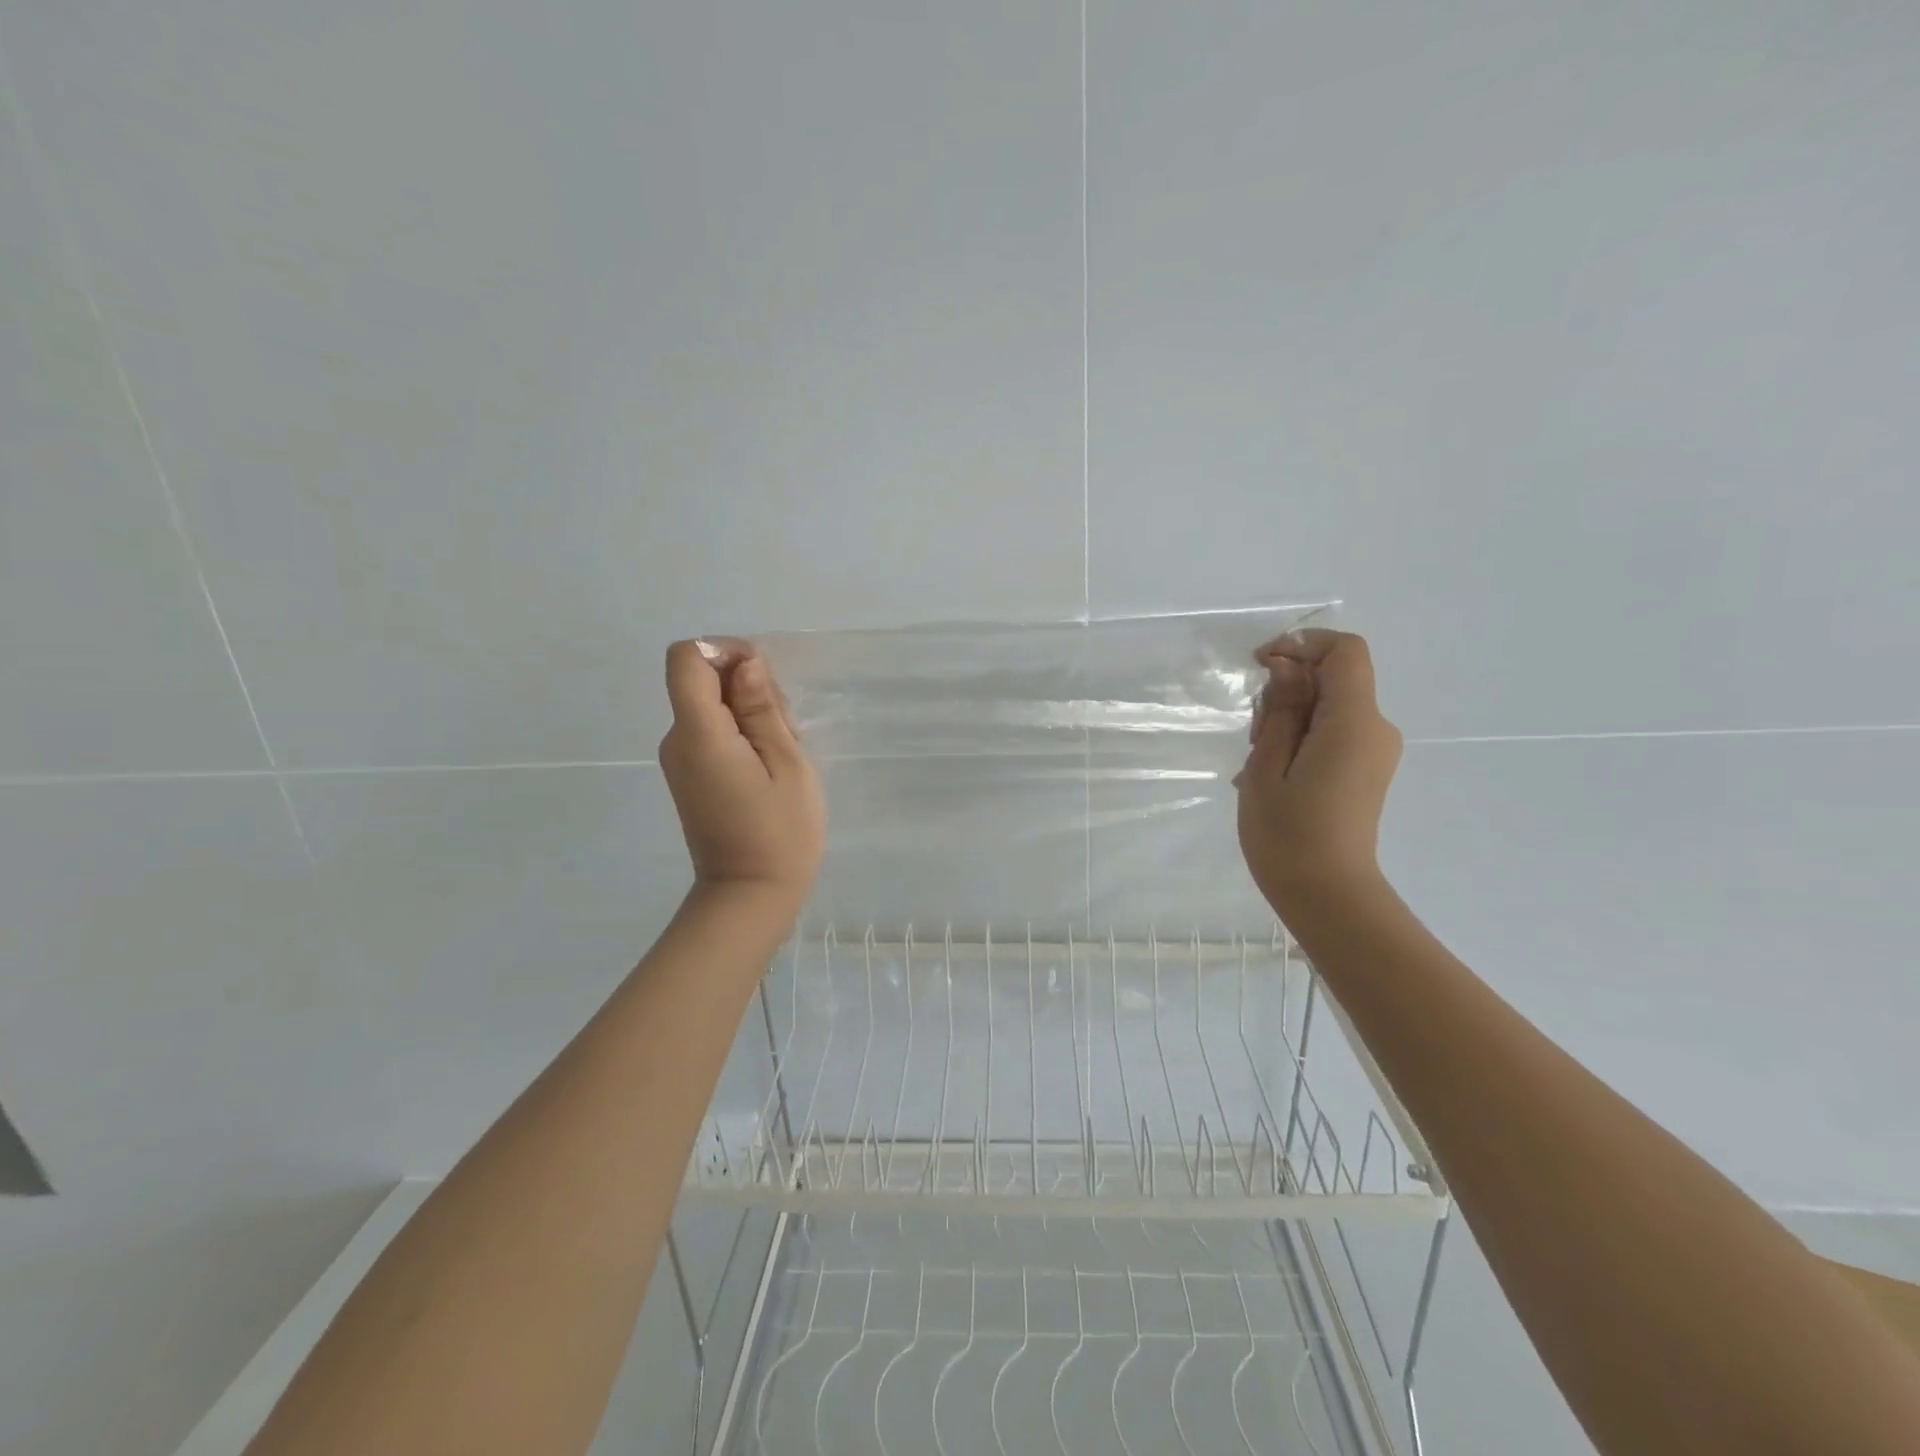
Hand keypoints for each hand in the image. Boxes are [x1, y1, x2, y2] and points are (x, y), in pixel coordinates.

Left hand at [659, 639, 825, 913]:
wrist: (750, 896)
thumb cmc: (781, 832)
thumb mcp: (787, 764)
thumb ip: (762, 709)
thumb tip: (745, 664)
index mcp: (699, 733)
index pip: (687, 659)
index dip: (724, 651)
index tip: (762, 678)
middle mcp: (677, 740)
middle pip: (702, 681)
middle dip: (747, 687)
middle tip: (786, 730)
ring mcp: (680, 760)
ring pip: (711, 706)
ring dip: (750, 713)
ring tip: (783, 754)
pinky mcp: (690, 775)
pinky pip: (712, 732)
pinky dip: (741, 734)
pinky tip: (769, 766)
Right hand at [1236, 630, 1401, 916]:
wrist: (1326, 895)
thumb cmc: (1288, 833)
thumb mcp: (1267, 765)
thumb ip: (1281, 709)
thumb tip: (1288, 667)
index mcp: (1353, 723)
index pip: (1344, 652)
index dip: (1302, 645)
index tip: (1260, 666)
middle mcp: (1375, 729)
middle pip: (1335, 679)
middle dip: (1288, 689)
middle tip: (1253, 735)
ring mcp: (1375, 752)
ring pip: (1330, 707)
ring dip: (1290, 717)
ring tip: (1258, 763)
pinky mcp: (1367, 770)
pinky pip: (1333, 733)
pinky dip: (1301, 738)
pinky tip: (1272, 774)